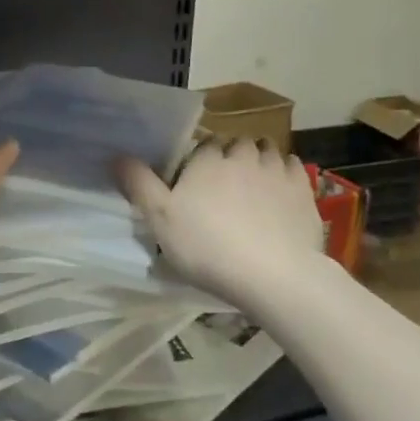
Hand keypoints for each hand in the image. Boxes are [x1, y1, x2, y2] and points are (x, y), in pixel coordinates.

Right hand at [116, 139, 325, 310]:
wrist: (273, 275)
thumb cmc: (208, 246)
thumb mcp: (160, 220)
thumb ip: (139, 184)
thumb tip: (116, 155)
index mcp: (207, 159)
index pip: (202, 146)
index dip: (198, 164)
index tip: (195, 187)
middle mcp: (242, 154)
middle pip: (235, 145)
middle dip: (230, 159)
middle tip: (223, 190)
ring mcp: (277, 169)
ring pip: (266, 151)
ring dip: (259, 162)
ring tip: (253, 189)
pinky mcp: (304, 188)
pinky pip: (293, 167)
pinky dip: (285, 173)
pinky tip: (280, 193)